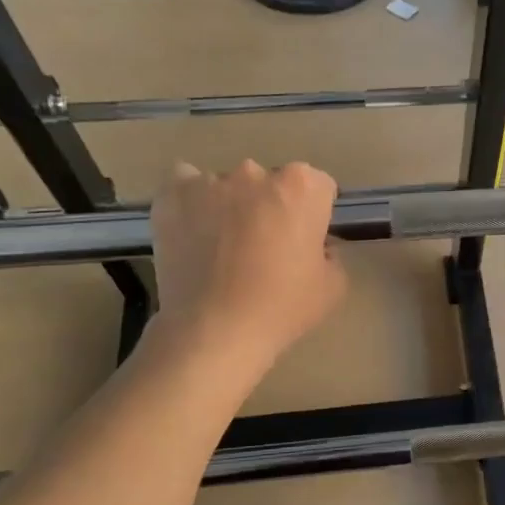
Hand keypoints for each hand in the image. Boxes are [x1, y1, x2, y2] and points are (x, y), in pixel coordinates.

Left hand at [148, 160, 345, 368]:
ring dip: (231, 207)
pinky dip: (191, 203)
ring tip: (222, 249)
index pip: (318, 186)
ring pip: (228, 187)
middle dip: (271, 207)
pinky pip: (184, 187)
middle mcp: (257, 174)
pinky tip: (193, 232)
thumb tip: (316, 246)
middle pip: (271, 183)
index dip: (314, 214)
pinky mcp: (172, 196)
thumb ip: (331, 254)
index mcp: (302, 188)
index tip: (306, 240)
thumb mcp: (333, 287)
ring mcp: (210, 182)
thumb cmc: (282, 308)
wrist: (213, 330)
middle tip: (265, 248)